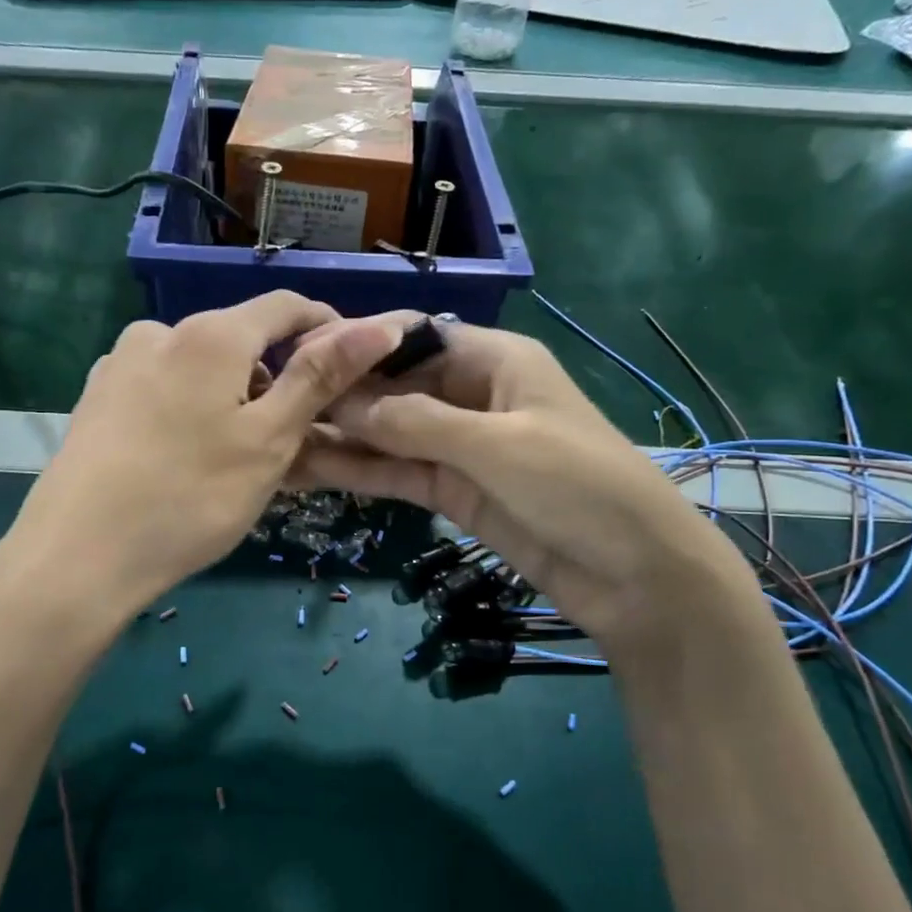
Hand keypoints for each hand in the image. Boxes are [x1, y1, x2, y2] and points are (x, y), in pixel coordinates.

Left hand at [0, 293, 401, 612]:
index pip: (286, 306)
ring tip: (239, 458)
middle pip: (240, 338)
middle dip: (276, 376)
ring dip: (233, 396)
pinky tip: (187, 459)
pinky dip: (192, 409)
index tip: (351, 369)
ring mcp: (120, 364)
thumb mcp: (269, 440)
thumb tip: (380, 325)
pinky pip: (164, 388)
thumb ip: (320, 377)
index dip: (327, 328)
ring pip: (200, 367)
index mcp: (210, 335)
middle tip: (294, 439)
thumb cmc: (190, 498)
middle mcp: (160, 332)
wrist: (76, 557)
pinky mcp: (97, 399)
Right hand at [291, 316, 764, 657]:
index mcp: (495, 360)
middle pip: (394, 385)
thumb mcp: (498, 445)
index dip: (360, 345)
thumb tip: (346, 403)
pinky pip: (399, 472)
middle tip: (276, 405)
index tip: (303, 358)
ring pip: (390, 433)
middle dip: (342, 395)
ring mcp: (460, 447)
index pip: (413, 336)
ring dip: (341, 436)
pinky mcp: (453, 492)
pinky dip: (360, 471)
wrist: (635, 575)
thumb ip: (418, 421)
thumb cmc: (579, 486)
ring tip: (280, 439)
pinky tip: (311, 469)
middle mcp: (472, 395)